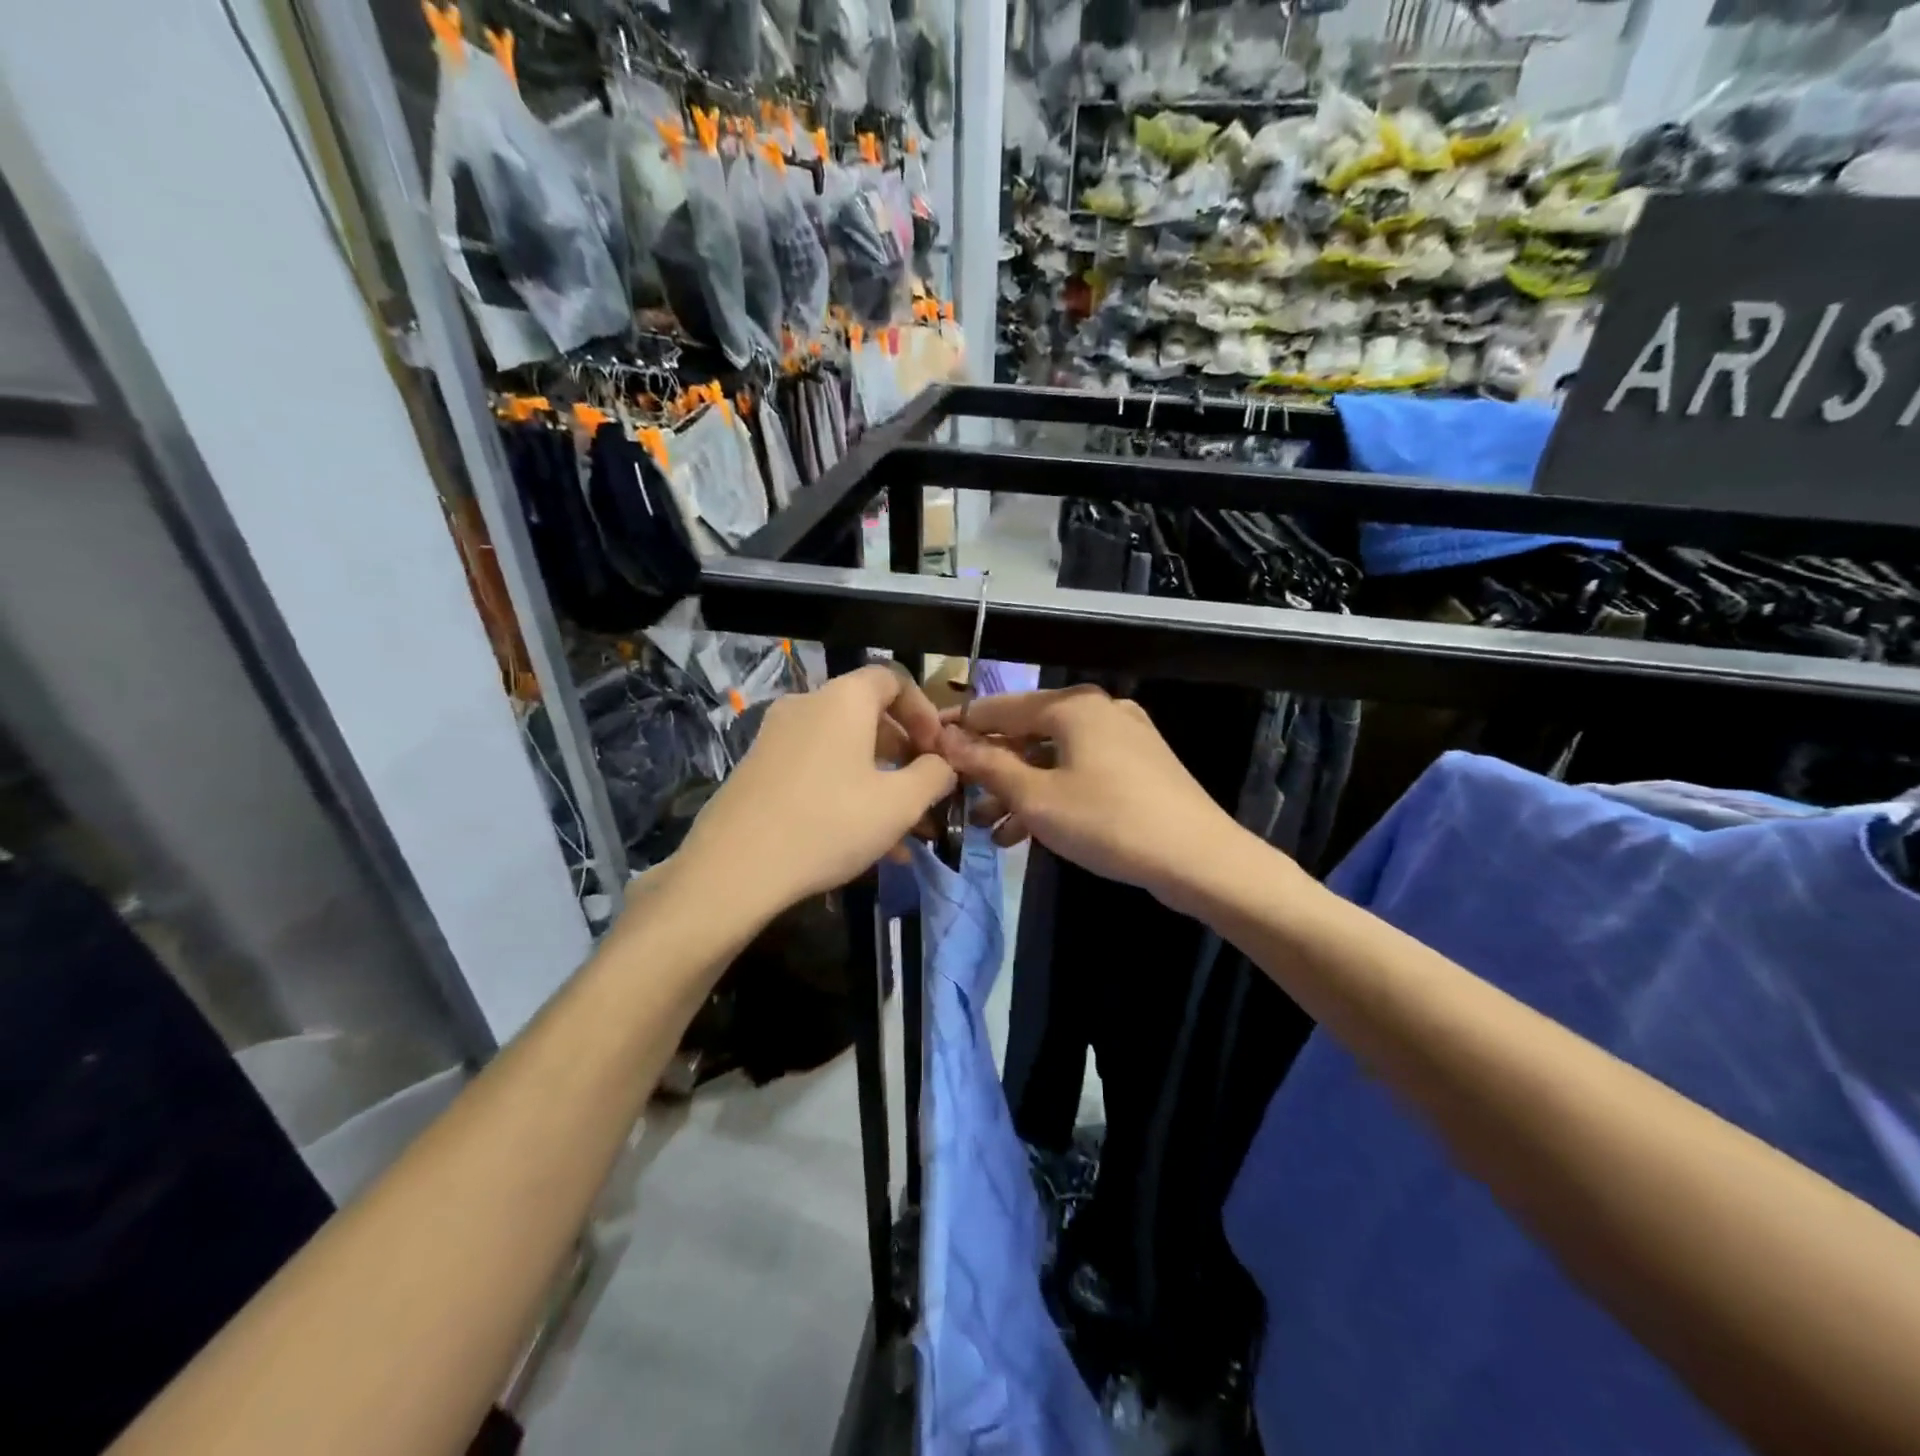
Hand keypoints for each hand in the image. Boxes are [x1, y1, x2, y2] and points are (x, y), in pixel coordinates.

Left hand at [675, 665, 956, 915]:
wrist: (734, 868)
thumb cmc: (830, 823)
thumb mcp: (899, 803)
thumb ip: (933, 775)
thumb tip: (942, 764)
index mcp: (844, 700)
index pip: (893, 679)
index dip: (924, 710)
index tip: (938, 751)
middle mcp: (807, 705)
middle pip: (868, 716)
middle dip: (903, 753)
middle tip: (923, 792)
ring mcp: (776, 737)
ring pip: (843, 750)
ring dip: (877, 782)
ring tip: (901, 832)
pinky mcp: (758, 770)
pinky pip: (816, 770)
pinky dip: (844, 793)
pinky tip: (862, 844)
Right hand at [938, 685, 1245, 907]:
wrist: (1199, 859)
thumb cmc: (1108, 821)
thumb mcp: (1036, 798)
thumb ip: (988, 765)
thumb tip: (946, 740)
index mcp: (1072, 706)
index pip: (998, 708)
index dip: (959, 729)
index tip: (926, 749)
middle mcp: (1097, 710)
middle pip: (1026, 733)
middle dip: (990, 769)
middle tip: (958, 799)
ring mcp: (1122, 737)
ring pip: (1052, 757)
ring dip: (1018, 789)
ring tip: (987, 827)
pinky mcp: (1137, 766)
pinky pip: (1079, 771)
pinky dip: (1051, 795)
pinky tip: (1025, 832)